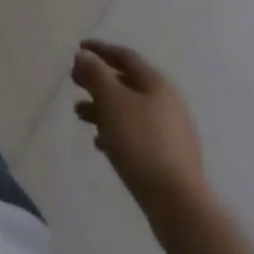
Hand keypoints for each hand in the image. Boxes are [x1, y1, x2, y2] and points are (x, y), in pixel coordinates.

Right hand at [72, 41, 207, 216]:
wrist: (178, 205)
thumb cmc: (141, 143)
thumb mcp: (111, 101)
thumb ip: (95, 74)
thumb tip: (84, 56)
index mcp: (157, 84)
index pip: (125, 56)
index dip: (100, 49)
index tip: (77, 48)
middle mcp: (168, 102)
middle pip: (127, 82)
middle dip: (98, 81)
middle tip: (75, 82)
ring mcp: (171, 132)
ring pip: (130, 110)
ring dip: (103, 107)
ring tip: (80, 114)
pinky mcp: (170, 158)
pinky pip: (137, 134)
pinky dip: (116, 131)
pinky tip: (101, 143)